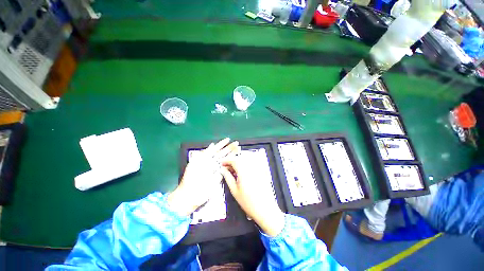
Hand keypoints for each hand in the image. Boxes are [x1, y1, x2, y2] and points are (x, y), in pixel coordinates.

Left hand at [167, 138, 239, 216]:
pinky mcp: (220, 176)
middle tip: (236, 143)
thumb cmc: (190, 177)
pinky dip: (231, 164)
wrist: (191, 194)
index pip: (215, 149)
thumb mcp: (194, 162)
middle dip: (229, 148)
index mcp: (206, 158)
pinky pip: (226, 169)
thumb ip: (203, 153)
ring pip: (226, 160)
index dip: (222, 144)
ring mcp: (217, 169)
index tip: (228, 139)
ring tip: (238, 148)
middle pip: (222, 153)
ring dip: (232, 154)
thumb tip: (212, 145)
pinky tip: (235, 160)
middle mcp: (212, 163)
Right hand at [221, 157, 285, 236]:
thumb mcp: (234, 190)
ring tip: (233, 172)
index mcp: (244, 171)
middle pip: (240, 159)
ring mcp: (257, 169)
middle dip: (232, 162)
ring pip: (245, 161)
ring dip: (238, 163)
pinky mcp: (261, 172)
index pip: (234, 160)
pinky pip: (251, 165)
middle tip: (226, 168)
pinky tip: (241, 173)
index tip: (222, 163)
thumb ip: (228, 178)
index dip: (227, 160)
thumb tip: (223, 170)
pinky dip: (244, 166)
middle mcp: (251, 168)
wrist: (265, 209)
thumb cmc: (249, 202)